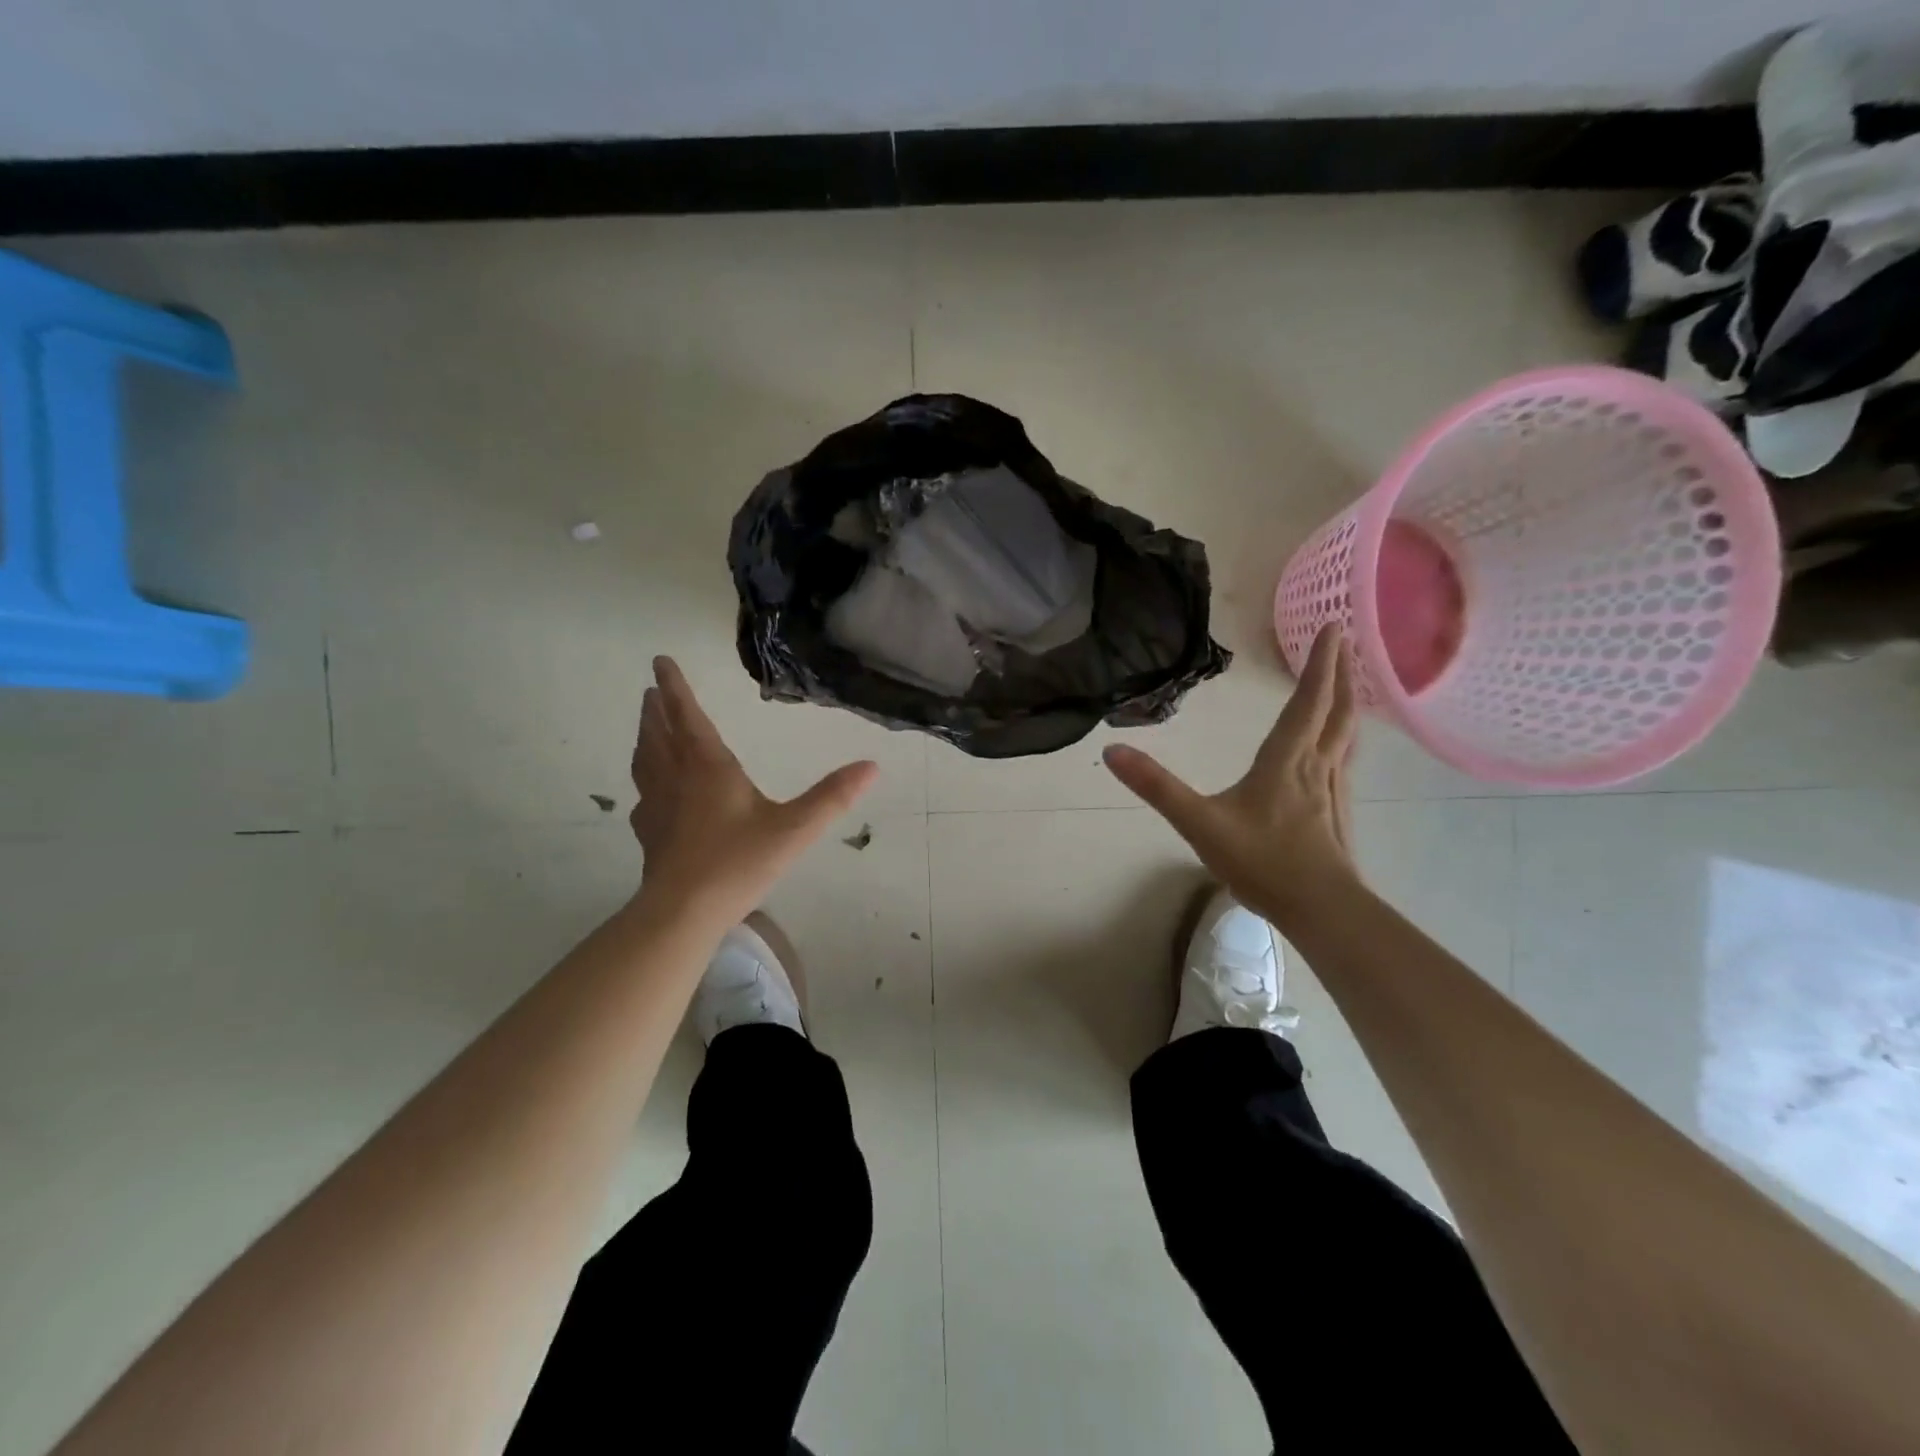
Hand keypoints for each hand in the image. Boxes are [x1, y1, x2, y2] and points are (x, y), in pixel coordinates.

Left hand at [629, 657, 877, 928]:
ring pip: (645, 761)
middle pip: (659, 734)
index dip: (675, 688)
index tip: (659, 660)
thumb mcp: (794, 828)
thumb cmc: (739, 862)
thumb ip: (833, 797)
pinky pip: (643, 795)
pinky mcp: (649, 834)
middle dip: (656, 709)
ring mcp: (657, 807)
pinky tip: (650, 791)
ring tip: (646, 726)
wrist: (683, 912)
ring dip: (645, 737)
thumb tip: (873, 766)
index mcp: (708, 768)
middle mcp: (676, 779)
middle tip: (652, 689)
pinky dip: (644, 779)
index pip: (688, 717)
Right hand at [1102, 624, 1359, 927]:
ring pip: (1347, 737)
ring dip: (1350, 704)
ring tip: (1350, 685)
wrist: (1321, 909)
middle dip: (1342, 674)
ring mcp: (1332, 791)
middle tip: (1347, 642)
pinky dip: (1346, 740)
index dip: (1320, 664)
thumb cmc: (1261, 861)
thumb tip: (1112, 750)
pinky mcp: (1337, 814)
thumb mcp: (1198, 823)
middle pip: (1338, 712)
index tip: (1335, 627)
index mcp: (1285, 761)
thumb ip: (1156, 787)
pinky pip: (1345, 762)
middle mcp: (1315, 767)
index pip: (1307, 702)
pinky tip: (1338, 752)